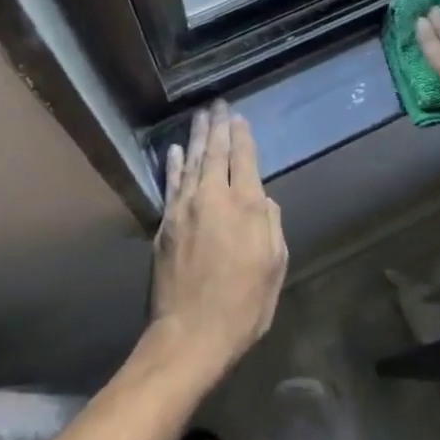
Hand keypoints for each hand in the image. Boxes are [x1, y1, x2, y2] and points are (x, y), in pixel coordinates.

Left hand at [151, 103, 287, 380]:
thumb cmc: (243, 306)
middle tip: (217, 105)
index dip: (242, 136)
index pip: (244, 158)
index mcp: (245, 206)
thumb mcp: (274, 267)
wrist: (190, 335)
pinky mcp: (165, 224)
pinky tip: (173, 151)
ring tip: (199, 116)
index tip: (239, 117)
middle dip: (218, 126)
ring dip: (195, 137)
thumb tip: (262, 200)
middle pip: (215, 152)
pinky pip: (170, 184)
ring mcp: (184, 208)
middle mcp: (213, 197)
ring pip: (190, 162)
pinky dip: (173, 165)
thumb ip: (271, 226)